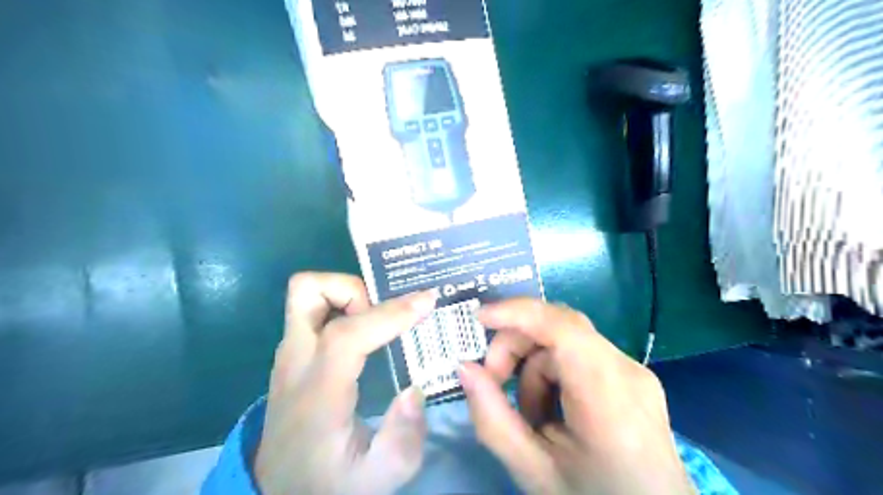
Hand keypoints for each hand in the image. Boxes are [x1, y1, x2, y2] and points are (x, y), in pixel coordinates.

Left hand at [252, 275, 437, 494]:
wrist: (281, 490)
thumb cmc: (329, 482)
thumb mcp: (376, 479)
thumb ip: (403, 440)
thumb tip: (415, 389)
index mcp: (317, 394)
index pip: (346, 336)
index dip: (388, 314)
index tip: (427, 301)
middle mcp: (296, 363)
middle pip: (308, 292)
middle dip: (355, 290)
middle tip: (385, 315)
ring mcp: (290, 354)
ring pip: (306, 293)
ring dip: (347, 295)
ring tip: (377, 322)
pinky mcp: (293, 353)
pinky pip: (314, 309)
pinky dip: (342, 305)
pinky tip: (367, 329)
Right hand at [460, 299, 693, 492]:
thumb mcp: (532, 471)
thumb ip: (492, 419)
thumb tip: (464, 368)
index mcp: (610, 397)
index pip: (562, 327)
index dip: (517, 313)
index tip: (478, 318)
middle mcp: (628, 370)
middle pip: (561, 326)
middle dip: (517, 344)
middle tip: (493, 379)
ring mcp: (634, 370)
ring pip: (566, 341)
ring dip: (533, 365)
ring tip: (529, 413)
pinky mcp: (632, 375)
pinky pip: (579, 354)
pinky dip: (553, 372)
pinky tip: (551, 410)